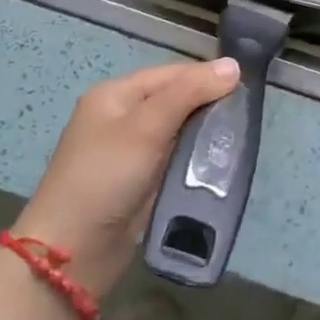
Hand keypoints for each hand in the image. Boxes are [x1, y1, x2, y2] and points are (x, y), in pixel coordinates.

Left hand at [11, 57, 240, 298]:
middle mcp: (123, 117)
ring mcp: (131, 152)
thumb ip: (189, 93)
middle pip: (176, 100)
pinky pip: (176, 158)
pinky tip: (219, 162)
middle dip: (209, 106)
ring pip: (179, 131)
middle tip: (246, 116)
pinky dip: (196, 158)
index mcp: (116, 95)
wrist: (72, 254)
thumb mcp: (146, 127)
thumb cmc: (105, 178)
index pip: (171, 74)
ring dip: (205, 134)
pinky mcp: (141, 182)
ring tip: (239, 139)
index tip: (246, 87)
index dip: (207, 77)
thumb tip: (233, 65)